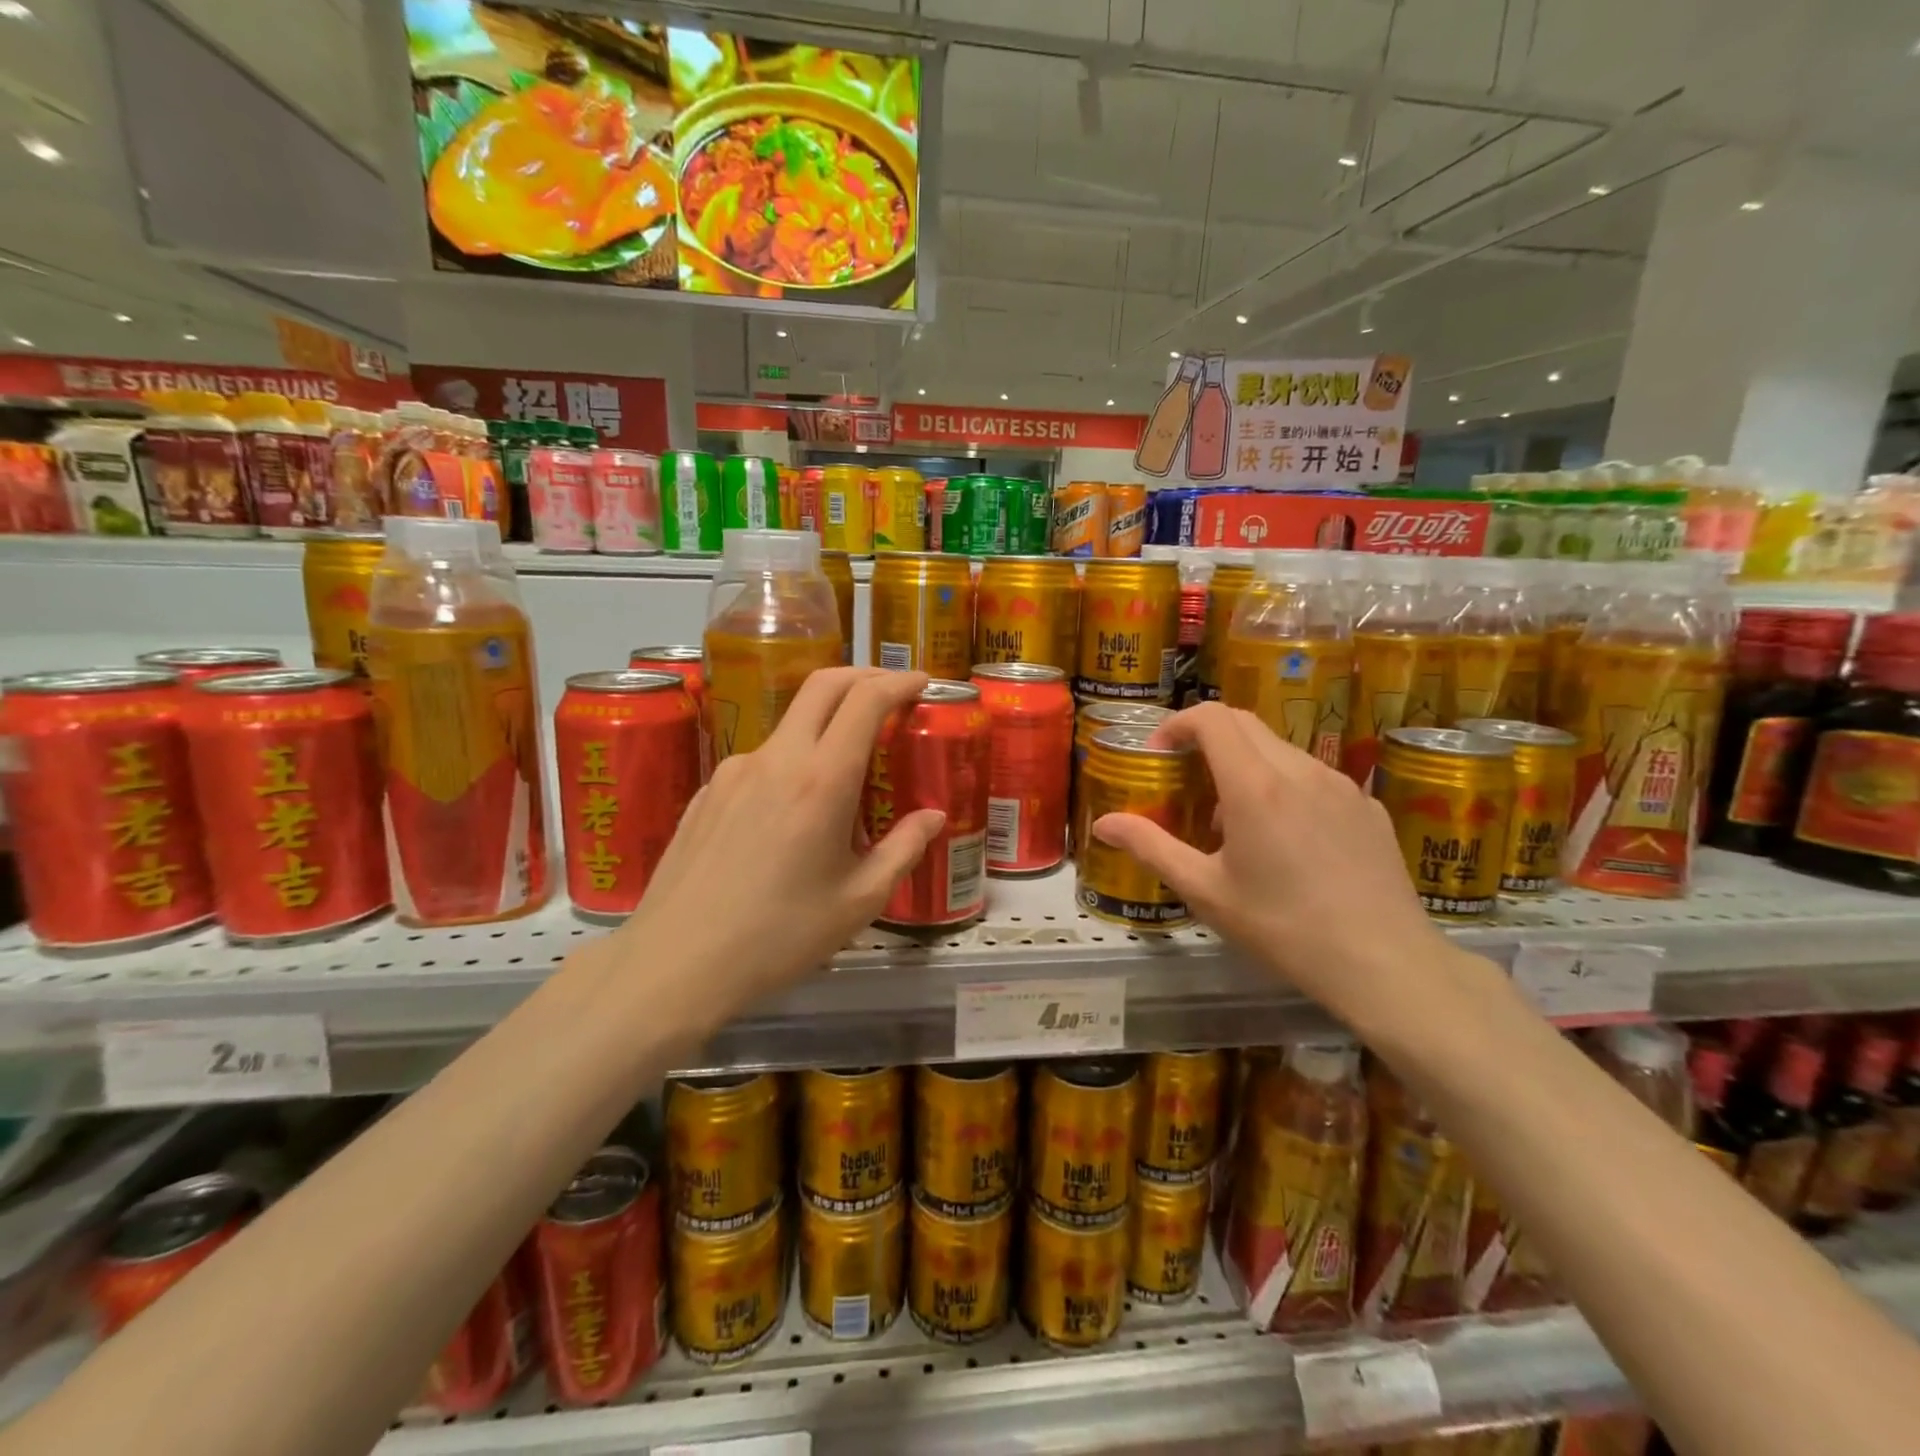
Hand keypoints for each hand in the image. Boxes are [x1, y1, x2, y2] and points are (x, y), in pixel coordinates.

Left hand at [609, 668, 944, 1023]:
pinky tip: (792, 812)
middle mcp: (776, 759)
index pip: (865, 701)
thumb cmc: (779, 937)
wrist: (674, 964)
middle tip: (891, 693)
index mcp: (821, 780)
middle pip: (823, 685)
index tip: (923, 682)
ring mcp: (733, 771)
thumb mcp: (859, 901)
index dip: (899, 682)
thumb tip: (933, 817)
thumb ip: (903, 850)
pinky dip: (792, 763)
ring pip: (790, 724)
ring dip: (826, 725)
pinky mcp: (706, 791)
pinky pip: (761, 762)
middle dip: (863, 677)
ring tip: (845, 774)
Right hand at [1090, 702, 1456, 1026]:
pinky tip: (1287, 840)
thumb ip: (1151, 848)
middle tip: (1187, 780)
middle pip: (1245, 723)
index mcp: (1254, 785)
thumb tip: (1103, 823)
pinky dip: (1285, 787)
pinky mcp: (1368, 806)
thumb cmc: (1282, 927)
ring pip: (1281, 749)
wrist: (1385, 964)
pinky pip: (1315, 777)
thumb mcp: (1205, 892)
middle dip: (1207, 738)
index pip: (1211, 718)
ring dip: (1246, 764)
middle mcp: (1299, 770)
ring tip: (1234, 820)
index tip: (1160, 755)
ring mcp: (1341, 785)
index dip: (1177, 724)